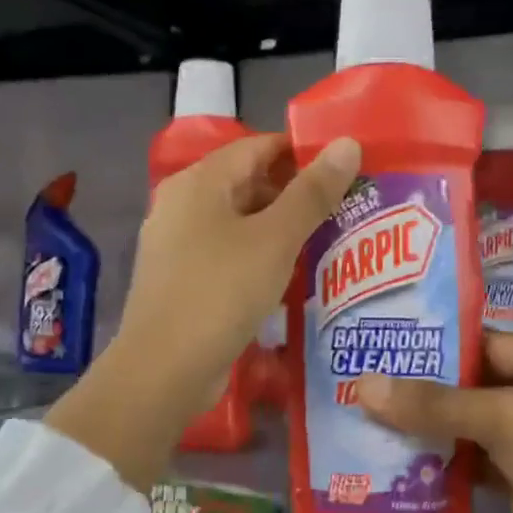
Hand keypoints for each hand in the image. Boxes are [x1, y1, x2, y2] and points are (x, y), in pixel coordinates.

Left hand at [46, 133, 360, 488]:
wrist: (164, 370)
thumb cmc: (221, 292)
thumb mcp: (275, 239)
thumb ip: (313, 192)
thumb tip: (348, 143)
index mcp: (199, 182)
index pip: (258, 147)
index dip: (303, 153)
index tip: (347, 169)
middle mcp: (182, 205)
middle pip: (248, 183)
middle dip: (296, 194)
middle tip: (347, 208)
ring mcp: (178, 245)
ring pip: (240, 223)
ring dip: (281, 230)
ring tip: (330, 241)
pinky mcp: (182, 280)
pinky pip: (228, 255)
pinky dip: (260, 258)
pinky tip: (292, 276)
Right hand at [354, 333, 512, 512]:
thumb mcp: (506, 419)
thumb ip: (435, 403)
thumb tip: (363, 385)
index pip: (491, 344)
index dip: (441, 345)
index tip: (388, 344)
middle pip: (478, 386)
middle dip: (428, 388)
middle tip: (365, 379)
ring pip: (472, 426)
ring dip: (429, 426)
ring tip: (367, 413)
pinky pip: (473, 462)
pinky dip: (441, 461)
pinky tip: (395, 456)